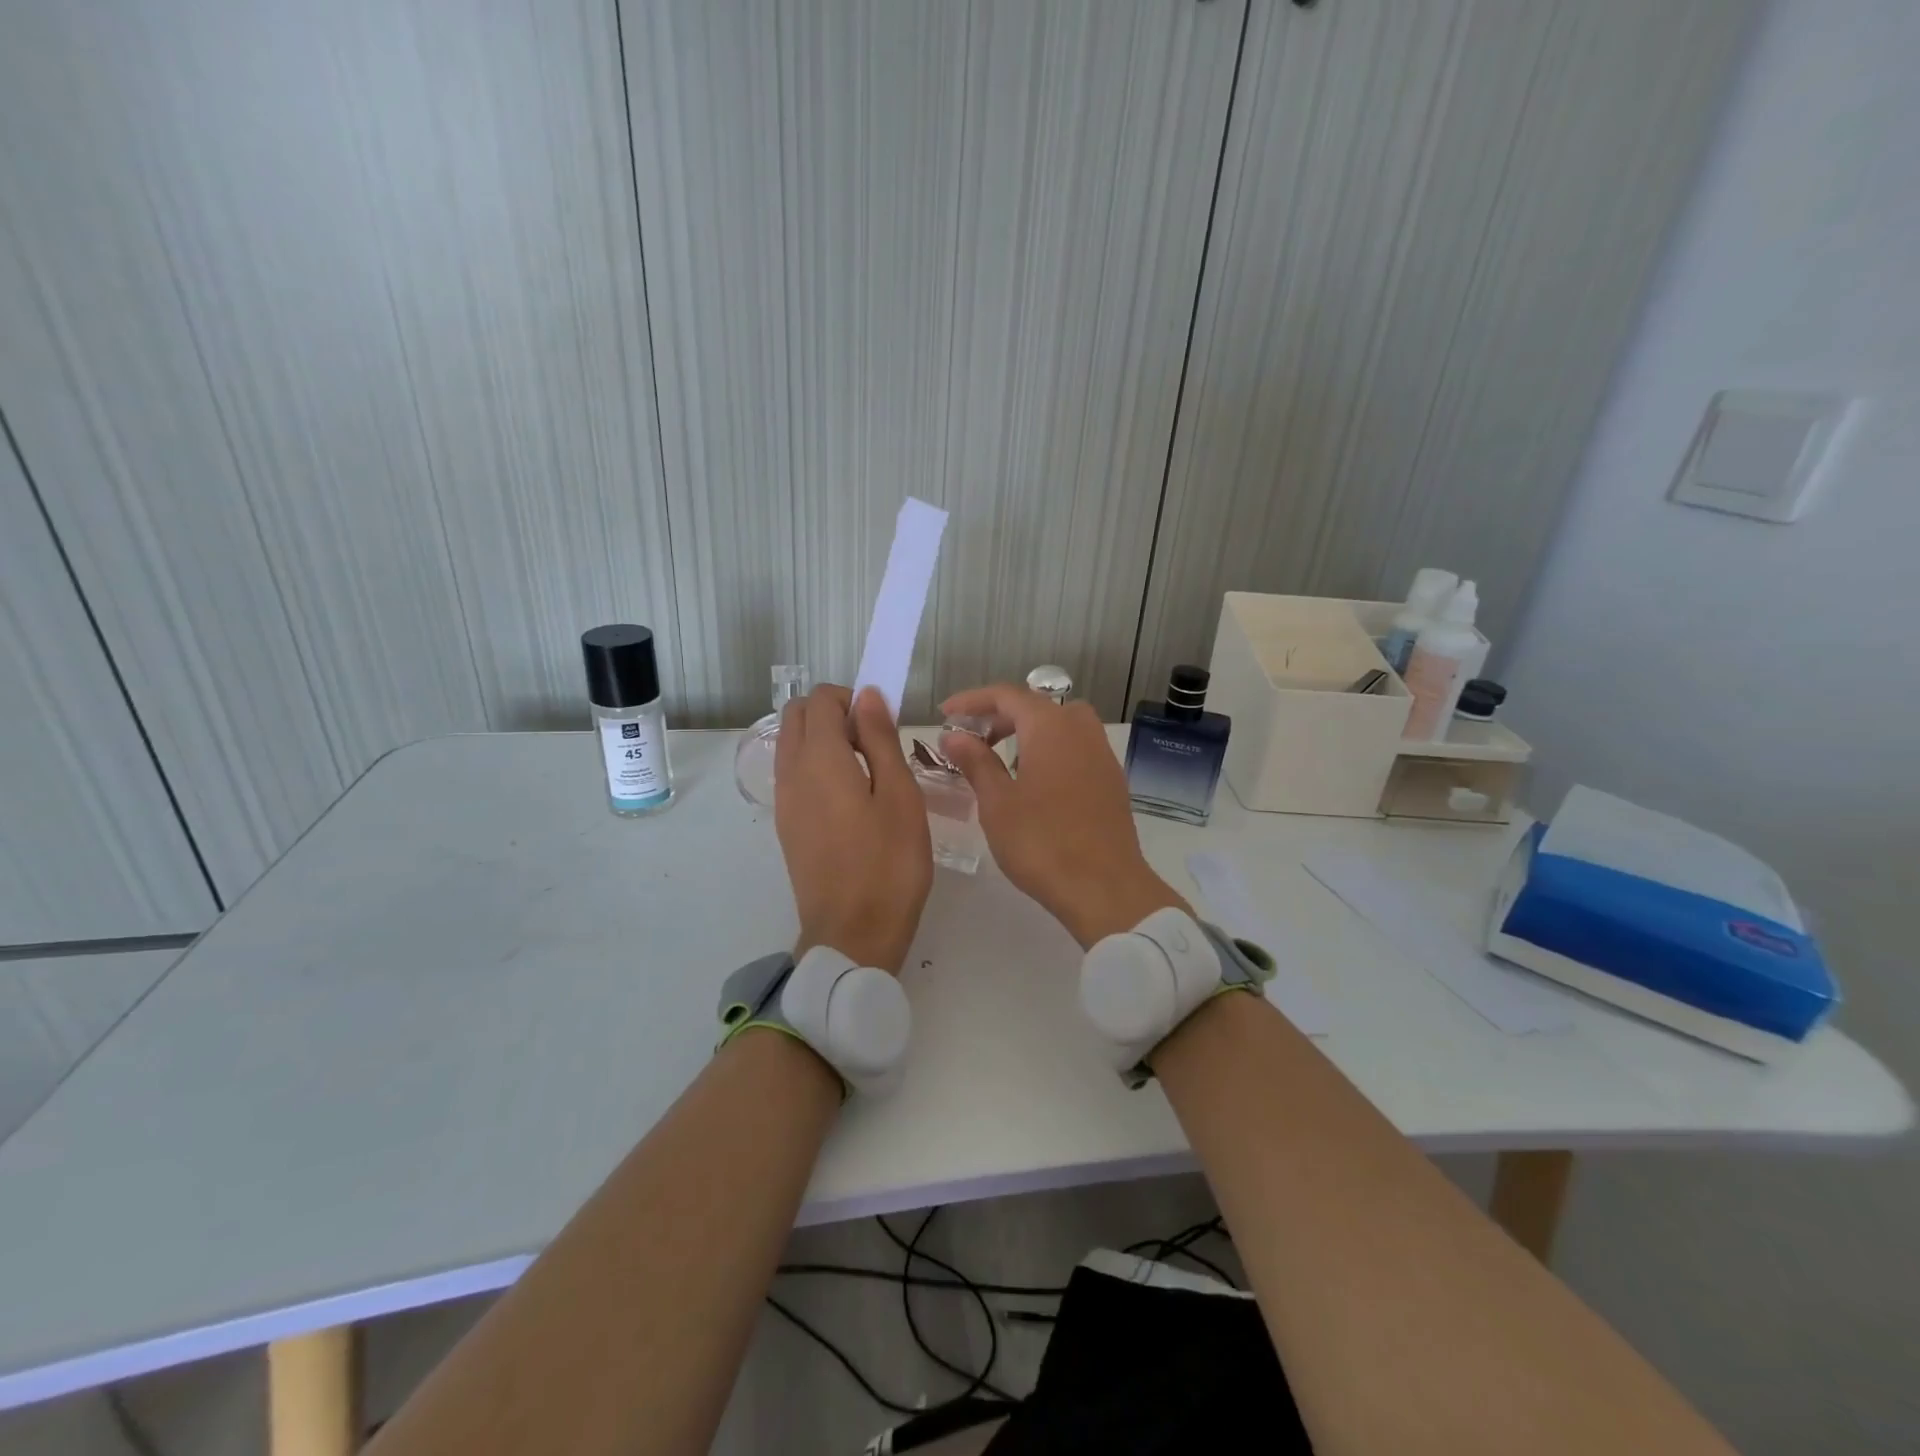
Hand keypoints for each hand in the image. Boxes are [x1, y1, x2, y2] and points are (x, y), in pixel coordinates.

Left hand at [774, 684, 932, 972]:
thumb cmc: (889, 863)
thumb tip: (867, 697)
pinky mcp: (786, 824)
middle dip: (833, 712)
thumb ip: (880, 739)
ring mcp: (784, 800)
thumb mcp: (900, 795)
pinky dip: (815, 764)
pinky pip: (793, 772)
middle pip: (797, 716)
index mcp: (820, 759)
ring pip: (791, 743)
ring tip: (866, 769)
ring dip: (823, 738)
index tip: (883, 722)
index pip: (821, 700)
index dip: (852, 698)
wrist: (853, 933)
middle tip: (874, 741)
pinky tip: (850, 796)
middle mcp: (792, 772)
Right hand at [939, 685, 1186, 946]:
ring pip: (1062, 725)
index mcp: (1050, 727)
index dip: (972, 701)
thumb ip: (976, 762)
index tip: (945, 714)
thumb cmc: (1042, 843)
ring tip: (1001, 758)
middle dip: (1001, 715)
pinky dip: (1051, 750)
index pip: (1006, 696)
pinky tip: (1034, 782)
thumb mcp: (997, 802)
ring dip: (1029, 731)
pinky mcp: (1111, 782)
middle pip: (1037, 706)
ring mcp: (1102, 755)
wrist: (1104, 888)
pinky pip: (1077, 749)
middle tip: (971, 738)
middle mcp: (1081, 731)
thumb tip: (954, 735)